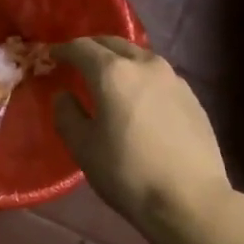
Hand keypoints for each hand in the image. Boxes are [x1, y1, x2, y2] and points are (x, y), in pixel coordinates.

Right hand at [52, 37, 231, 235]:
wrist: (189, 199)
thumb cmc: (127, 173)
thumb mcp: (84, 148)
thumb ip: (67, 115)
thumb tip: (64, 95)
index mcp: (113, 73)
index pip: (82, 48)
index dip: (63, 50)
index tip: (52, 56)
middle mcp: (146, 65)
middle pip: (114, 44)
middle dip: (93, 48)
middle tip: (78, 61)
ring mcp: (174, 79)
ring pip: (140, 57)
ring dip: (120, 61)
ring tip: (108, 78)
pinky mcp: (192, 97)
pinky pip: (159, 76)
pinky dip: (141, 78)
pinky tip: (138, 99)